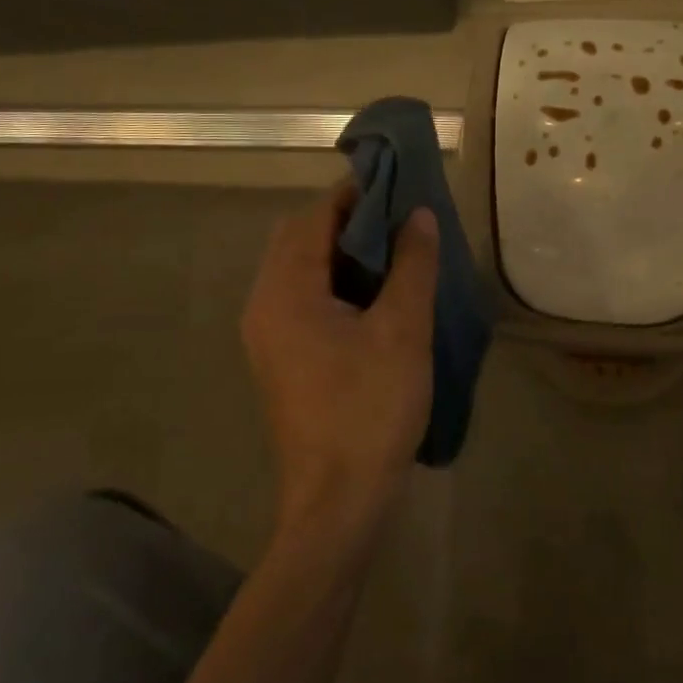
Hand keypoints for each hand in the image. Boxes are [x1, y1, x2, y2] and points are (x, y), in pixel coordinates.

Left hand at [241, 184, 438, 553]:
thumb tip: (419, 214)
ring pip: (303, 272)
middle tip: (401, 219)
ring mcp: (269, 337)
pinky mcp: (283, 361)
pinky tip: (379, 297)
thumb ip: (411, 265)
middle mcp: (264, 307)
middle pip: (301, 240)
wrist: (338, 500)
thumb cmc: (370, 409)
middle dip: (349, 221)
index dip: (354, 193)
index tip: (398, 182)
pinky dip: (339, 285)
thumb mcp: (402, 331)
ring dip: (345, 254)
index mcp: (285, 292)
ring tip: (398, 252)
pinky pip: (306, 301)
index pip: (313, 218)